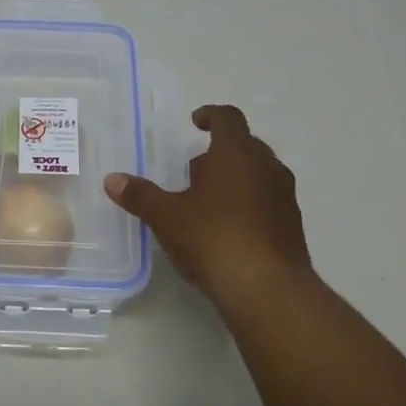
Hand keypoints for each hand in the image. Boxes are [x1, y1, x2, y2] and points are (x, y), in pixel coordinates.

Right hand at [105, 105, 312, 304]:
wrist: (267, 290)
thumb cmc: (213, 238)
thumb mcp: (166, 217)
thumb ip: (140, 195)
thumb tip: (112, 180)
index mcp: (237, 153)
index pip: (228, 118)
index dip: (211, 115)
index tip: (195, 123)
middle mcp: (267, 166)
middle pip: (245, 145)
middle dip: (219, 153)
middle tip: (194, 171)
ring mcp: (285, 197)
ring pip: (259, 174)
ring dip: (236, 179)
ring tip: (208, 201)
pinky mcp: (292, 226)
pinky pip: (268, 201)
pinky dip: (249, 204)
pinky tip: (228, 229)